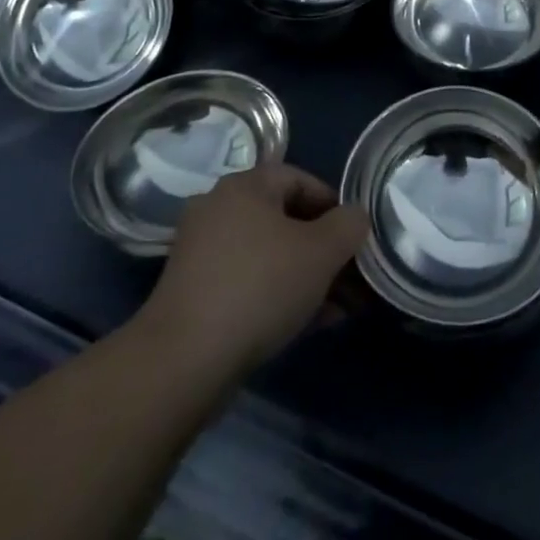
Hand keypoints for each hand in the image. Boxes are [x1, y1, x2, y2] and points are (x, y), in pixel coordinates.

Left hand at [142, 162, 369, 378]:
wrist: (183, 361)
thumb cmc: (260, 287)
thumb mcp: (321, 252)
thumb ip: (348, 226)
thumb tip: (355, 216)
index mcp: (245, 185)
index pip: (300, 179)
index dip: (334, 205)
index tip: (355, 237)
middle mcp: (219, 208)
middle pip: (284, 219)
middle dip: (323, 248)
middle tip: (351, 276)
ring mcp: (202, 251)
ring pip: (268, 254)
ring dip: (305, 275)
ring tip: (337, 308)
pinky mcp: (193, 292)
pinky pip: (247, 280)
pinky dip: (277, 293)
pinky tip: (306, 323)